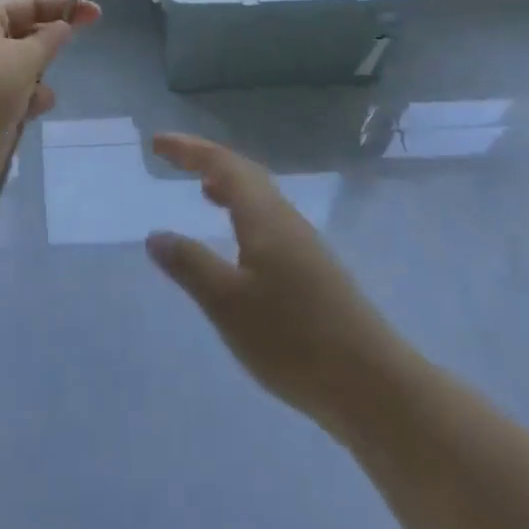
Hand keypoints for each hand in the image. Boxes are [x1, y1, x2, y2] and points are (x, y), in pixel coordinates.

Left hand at [0, 0, 100, 194]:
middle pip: (25, 35)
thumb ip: (48, 40)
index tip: (95, 15)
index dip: (61, 6)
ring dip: (39, 79)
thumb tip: (61, 27)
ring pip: (25, 70)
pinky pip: (18, 99)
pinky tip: (29, 113)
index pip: (27, 4)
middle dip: (48, 43)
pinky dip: (29, 103)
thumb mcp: (22, 57)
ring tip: (37, 93)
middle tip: (73, 48)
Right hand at [146, 134, 392, 433]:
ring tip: (202, 190)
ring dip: (228, 186)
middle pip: (244, 174)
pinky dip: (243, 214)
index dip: (188, 149)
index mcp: (265, 216)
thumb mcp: (228, 303)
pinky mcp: (314, 271)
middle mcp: (286, 220)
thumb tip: (156, 235)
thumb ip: (190, 265)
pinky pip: (269, 222)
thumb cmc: (293, 339)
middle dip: (206, 160)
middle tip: (173, 158)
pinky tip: (239, 243)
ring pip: (260, 198)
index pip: (222, 165)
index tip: (156, 142)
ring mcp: (305, 245)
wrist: (372, 385)